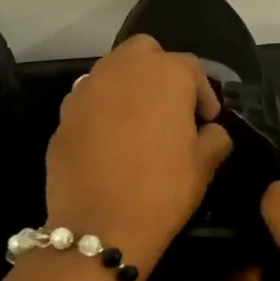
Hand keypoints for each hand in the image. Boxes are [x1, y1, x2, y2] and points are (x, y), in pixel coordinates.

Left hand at [45, 35, 232, 271]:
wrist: (100, 227)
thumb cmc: (163, 190)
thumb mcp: (205, 165)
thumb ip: (216, 137)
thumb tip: (210, 130)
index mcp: (164, 73)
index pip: (191, 68)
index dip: (203, 94)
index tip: (207, 121)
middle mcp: (122, 69)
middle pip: (145, 53)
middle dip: (160, 72)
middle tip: (171, 109)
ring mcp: (86, 90)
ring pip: (112, 72)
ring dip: (129, 88)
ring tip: (140, 124)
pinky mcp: (63, 115)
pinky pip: (89, 101)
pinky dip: (103, 111)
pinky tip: (111, 143)